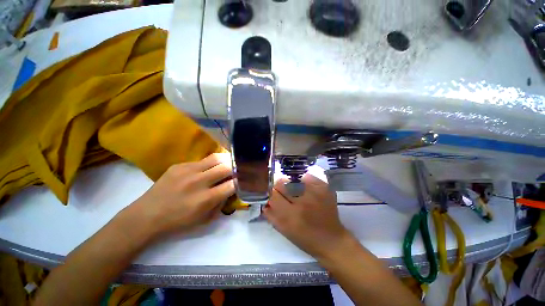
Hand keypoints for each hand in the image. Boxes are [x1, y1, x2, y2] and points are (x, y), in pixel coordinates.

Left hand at [126, 153, 234, 238]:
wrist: (147, 215)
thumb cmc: (178, 222)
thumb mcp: (204, 219)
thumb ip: (221, 203)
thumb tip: (230, 189)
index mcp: (205, 199)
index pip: (232, 184)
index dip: (241, 181)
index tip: (243, 180)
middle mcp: (198, 182)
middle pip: (226, 167)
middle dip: (235, 168)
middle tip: (237, 169)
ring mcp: (188, 171)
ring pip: (215, 158)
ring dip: (225, 160)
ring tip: (227, 163)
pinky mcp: (179, 165)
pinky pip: (201, 161)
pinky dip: (209, 164)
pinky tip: (206, 169)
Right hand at [264, 174, 350, 258]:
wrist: (332, 240)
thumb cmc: (305, 239)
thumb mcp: (284, 231)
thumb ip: (271, 215)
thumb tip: (265, 201)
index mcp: (290, 216)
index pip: (273, 194)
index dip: (271, 192)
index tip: (273, 194)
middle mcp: (303, 202)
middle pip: (282, 183)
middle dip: (280, 186)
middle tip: (284, 191)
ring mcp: (315, 193)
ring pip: (294, 178)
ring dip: (291, 183)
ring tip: (295, 190)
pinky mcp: (324, 189)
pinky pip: (308, 176)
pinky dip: (304, 180)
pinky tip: (306, 188)